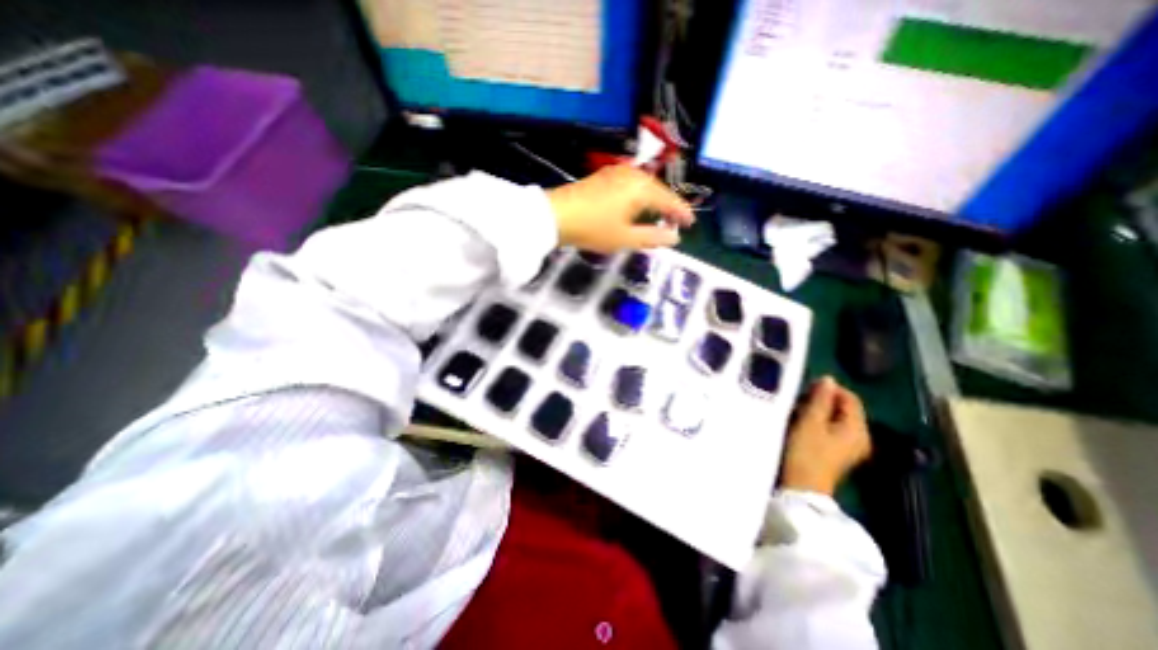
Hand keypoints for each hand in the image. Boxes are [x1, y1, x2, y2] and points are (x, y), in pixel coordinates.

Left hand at [545, 165, 690, 252]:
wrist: (556, 215)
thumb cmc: (593, 228)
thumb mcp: (625, 238)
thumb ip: (653, 237)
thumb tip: (674, 238)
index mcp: (641, 188)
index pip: (669, 201)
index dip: (681, 213)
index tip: (690, 224)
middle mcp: (633, 175)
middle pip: (658, 190)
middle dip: (668, 205)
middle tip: (676, 221)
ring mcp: (616, 173)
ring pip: (644, 186)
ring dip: (654, 200)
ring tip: (659, 214)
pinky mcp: (604, 176)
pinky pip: (631, 185)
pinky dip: (639, 196)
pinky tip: (636, 205)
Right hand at [777, 373, 867, 494]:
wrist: (802, 487)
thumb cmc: (806, 452)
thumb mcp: (810, 422)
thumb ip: (820, 399)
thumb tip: (828, 379)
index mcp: (857, 428)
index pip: (849, 398)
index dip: (830, 389)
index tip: (807, 387)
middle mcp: (859, 436)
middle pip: (843, 408)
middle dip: (822, 400)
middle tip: (799, 399)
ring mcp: (849, 446)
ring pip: (835, 418)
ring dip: (817, 410)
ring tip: (797, 410)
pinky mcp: (836, 452)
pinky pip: (830, 428)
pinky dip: (817, 422)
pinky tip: (802, 423)